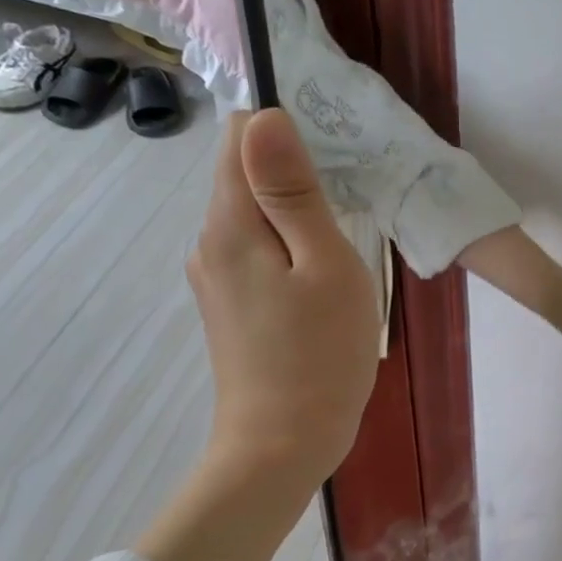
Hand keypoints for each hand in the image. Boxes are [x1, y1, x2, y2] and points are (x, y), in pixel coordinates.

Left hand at [187, 110, 378, 489]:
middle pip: (246, 176)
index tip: (334, 164)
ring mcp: (216, 277)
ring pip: (255, 217)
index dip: (286, 132)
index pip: (242, 137)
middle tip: (351, 210)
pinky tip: (321, 278)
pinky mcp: (230, 305)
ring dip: (296, 216)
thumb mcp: (325, 265)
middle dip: (296, 177)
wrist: (283, 445)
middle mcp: (210, 242)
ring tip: (343, 247)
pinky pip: (257, 251)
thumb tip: (265, 114)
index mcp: (231, 224)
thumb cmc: (320, 354)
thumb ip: (293, 191)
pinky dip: (289, 248)